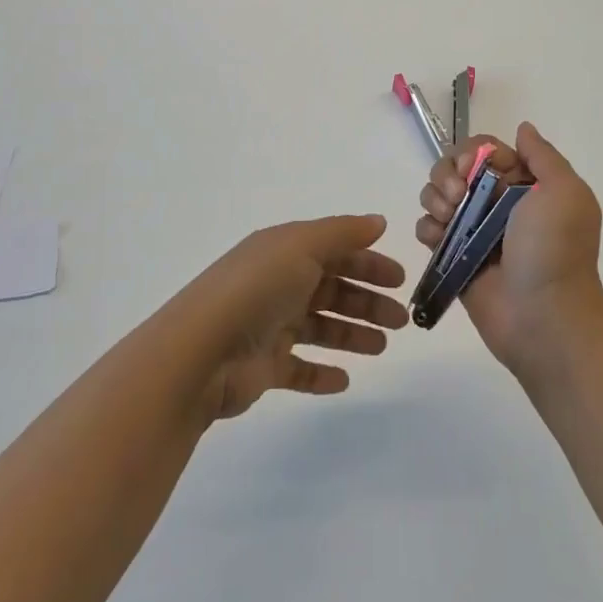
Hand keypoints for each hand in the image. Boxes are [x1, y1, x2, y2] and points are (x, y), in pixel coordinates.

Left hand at [176, 214, 408, 420]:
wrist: (201, 352)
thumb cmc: (256, 289)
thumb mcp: (301, 246)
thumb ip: (343, 233)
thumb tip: (378, 222)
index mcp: (284, 251)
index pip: (335, 251)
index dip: (368, 263)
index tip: (400, 279)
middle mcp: (278, 284)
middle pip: (331, 289)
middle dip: (367, 301)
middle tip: (401, 319)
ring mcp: (270, 326)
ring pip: (320, 327)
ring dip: (352, 334)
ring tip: (381, 348)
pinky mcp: (264, 367)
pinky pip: (299, 369)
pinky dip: (321, 373)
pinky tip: (344, 380)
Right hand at [416, 122, 602, 371]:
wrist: (545, 319)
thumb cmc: (555, 251)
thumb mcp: (565, 192)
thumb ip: (543, 156)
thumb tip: (523, 128)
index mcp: (525, 185)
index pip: (485, 150)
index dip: (471, 152)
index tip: (471, 169)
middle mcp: (497, 203)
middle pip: (455, 168)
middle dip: (447, 174)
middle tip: (457, 196)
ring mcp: (473, 231)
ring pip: (437, 195)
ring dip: (434, 198)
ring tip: (449, 219)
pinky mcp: (454, 257)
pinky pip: (427, 229)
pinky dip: (428, 228)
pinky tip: (438, 240)